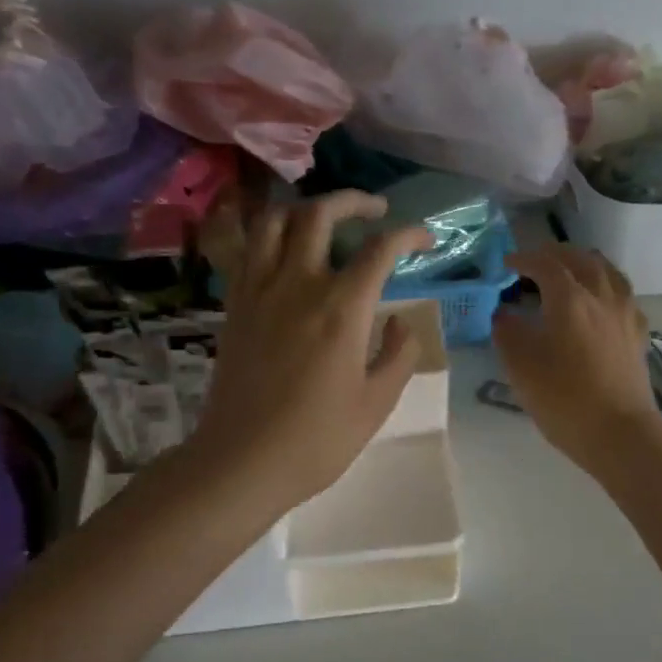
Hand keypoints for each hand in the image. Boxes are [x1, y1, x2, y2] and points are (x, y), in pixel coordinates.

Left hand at [187, 192, 432, 514]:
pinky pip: (248, 249)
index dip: (410, 235)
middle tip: (376, 211)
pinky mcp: (235, 304)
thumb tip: (398, 320)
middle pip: (321, 214)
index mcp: (342, 309)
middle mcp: (299, 285)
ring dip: (305, 209)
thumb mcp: (377, 402)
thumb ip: (398, 353)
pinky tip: (286, 249)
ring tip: (326, 220)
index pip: (381, 249)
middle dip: (354, 201)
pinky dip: (270, 234)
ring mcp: (260, 290)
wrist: (243, 460)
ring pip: (275, 221)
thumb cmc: (318, 439)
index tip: (426, 241)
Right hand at [492, 246, 661, 473]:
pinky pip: (622, 294)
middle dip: (555, 254)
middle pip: (581, 258)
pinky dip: (605, 287)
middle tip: (535, 262)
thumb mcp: (520, 366)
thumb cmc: (563, 398)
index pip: (545, 263)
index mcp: (570, 298)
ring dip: (584, 265)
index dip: (523, 258)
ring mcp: (625, 313)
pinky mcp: (638, 333)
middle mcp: (601, 295)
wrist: (619, 432)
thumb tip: (504, 312)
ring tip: (568, 274)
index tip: (507, 263)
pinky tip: (598, 303)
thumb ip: (507, 331)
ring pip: (607, 271)